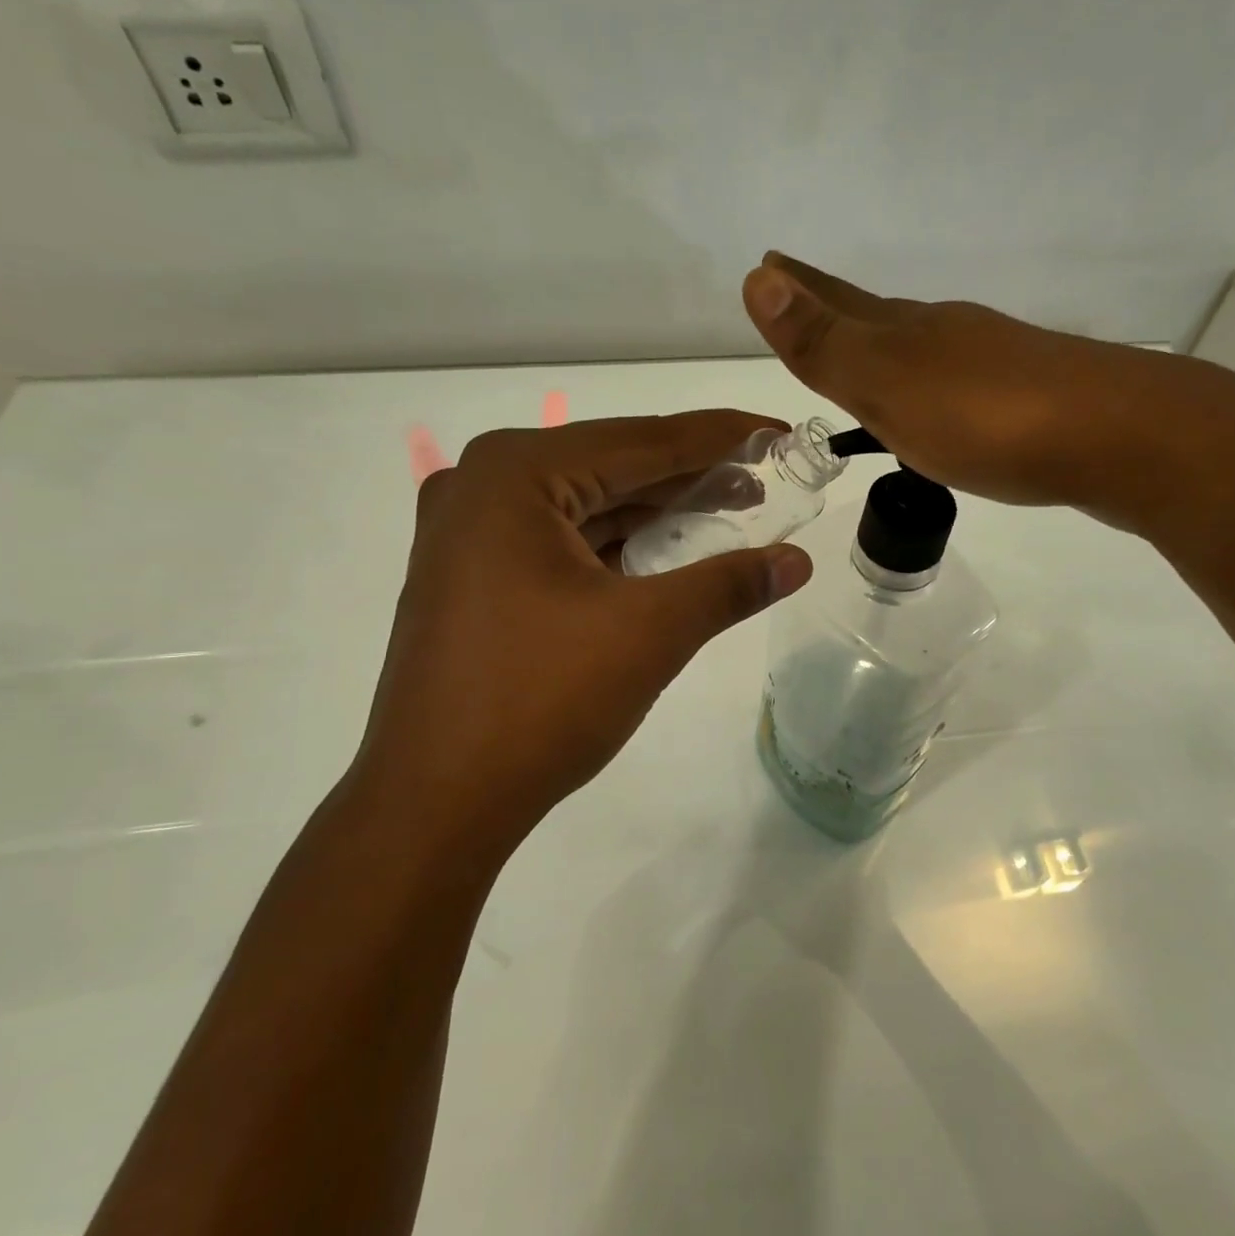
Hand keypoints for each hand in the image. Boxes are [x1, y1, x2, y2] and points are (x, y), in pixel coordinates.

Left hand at [348, 412, 812, 858]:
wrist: (436, 802)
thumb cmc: (541, 701)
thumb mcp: (650, 632)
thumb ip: (729, 584)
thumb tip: (798, 561)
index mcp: (516, 474)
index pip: (643, 442)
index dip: (722, 437)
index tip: (780, 433)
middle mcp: (483, 487)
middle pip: (612, 467)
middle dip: (691, 475)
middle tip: (765, 477)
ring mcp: (469, 535)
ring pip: (586, 506)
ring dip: (656, 511)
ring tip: (729, 510)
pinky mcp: (472, 580)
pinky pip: (561, 542)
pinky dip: (617, 544)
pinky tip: (665, 552)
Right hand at [740, 251, 1234, 539]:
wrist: (1120, 438)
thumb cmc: (989, 421)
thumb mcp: (891, 387)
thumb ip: (826, 345)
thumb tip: (759, 279)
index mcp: (908, 332)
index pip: (837, 303)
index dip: (799, 289)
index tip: (769, 263)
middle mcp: (947, 334)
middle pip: (878, 316)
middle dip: (836, 309)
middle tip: (805, 296)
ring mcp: (992, 361)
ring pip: (922, 346)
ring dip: (885, 346)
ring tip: (863, 355)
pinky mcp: (1029, 397)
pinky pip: (958, 381)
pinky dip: (931, 383)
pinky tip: (940, 400)